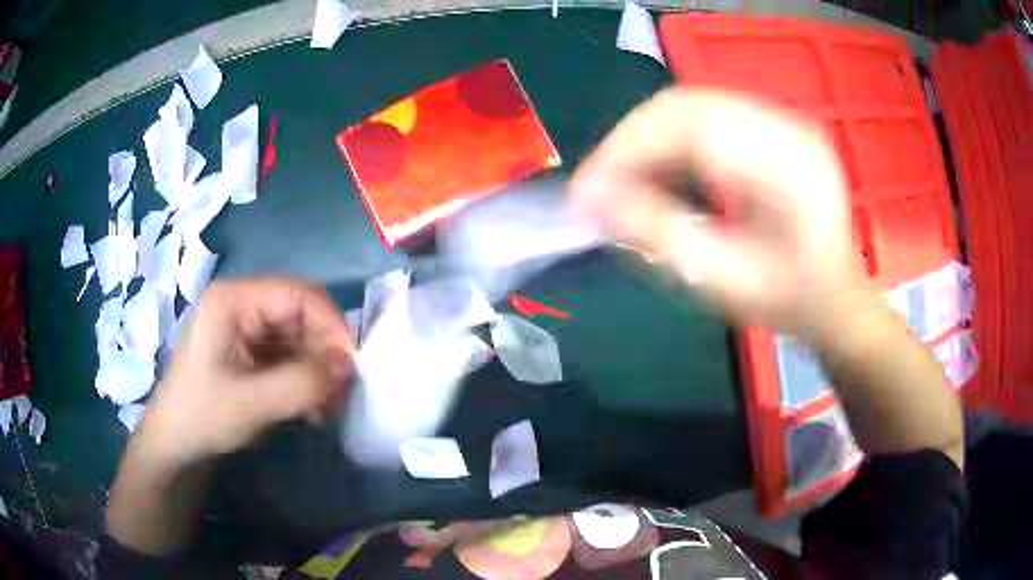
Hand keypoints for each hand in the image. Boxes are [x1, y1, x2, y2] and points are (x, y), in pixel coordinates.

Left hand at [139, 278, 354, 466]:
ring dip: (318, 368)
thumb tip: (346, 367)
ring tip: (326, 405)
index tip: (350, 366)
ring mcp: (245, 327)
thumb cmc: (202, 416)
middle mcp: (242, 304)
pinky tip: (311, 406)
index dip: (330, 324)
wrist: (176, 444)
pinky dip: (305, 377)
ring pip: (299, 336)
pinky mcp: (249, 350)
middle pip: (301, 314)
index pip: (298, 294)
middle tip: (340, 392)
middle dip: (325, 351)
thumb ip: (302, 383)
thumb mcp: (252, 403)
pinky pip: (289, 354)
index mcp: (234, 300)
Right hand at [570, 88, 858, 333]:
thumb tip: (590, 200)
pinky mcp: (771, 128)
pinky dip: (670, 141)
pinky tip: (657, 171)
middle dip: (630, 142)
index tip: (585, 190)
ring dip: (646, 140)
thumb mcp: (725, 281)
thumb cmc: (789, 301)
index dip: (628, 149)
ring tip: (621, 181)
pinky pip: (705, 117)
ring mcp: (780, 122)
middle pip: (686, 106)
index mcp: (787, 166)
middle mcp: (786, 127)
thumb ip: (659, 235)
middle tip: (597, 185)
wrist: (836, 299)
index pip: (691, 128)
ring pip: (691, 107)